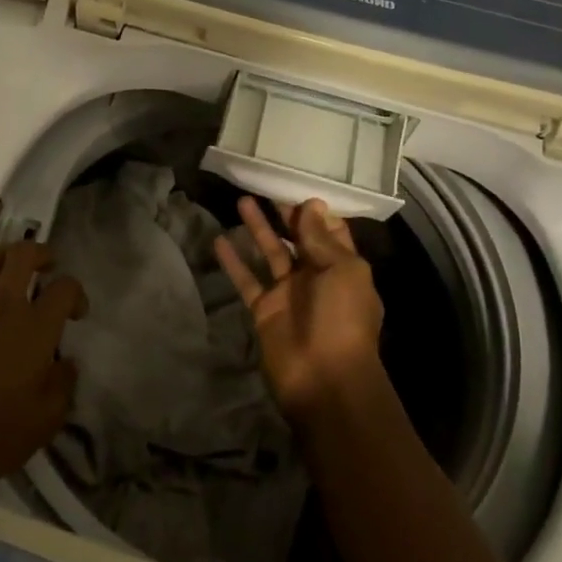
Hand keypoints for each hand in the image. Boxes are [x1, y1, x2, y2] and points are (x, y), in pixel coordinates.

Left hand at [0, 243, 83, 514]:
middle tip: (46, 268)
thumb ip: (64, 384)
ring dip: (3, 257)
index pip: (65, 288)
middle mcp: (2, 305)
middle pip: (23, 254)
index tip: (75, 313)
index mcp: (36, 328)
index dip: (76, 294)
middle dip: (41, 254)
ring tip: (9, 271)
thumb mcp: (47, 420)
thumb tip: (66, 362)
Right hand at [215, 198, 386, 424]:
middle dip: (285, 213)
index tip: (297, 181)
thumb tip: (311, 204)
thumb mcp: (342, 270)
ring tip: (241, 199)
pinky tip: (219, 239)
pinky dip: (233, 261)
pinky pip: (247, 279)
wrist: (324, 380)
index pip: (330, 230)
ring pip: (271, 252)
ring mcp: (288, 293)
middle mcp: (316, 276)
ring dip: (258, 228)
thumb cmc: (342, 319)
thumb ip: (321, 238)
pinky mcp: (264, 309)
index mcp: (343, 266)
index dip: (315, 209)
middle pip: (298, 237)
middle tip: (265, 184)